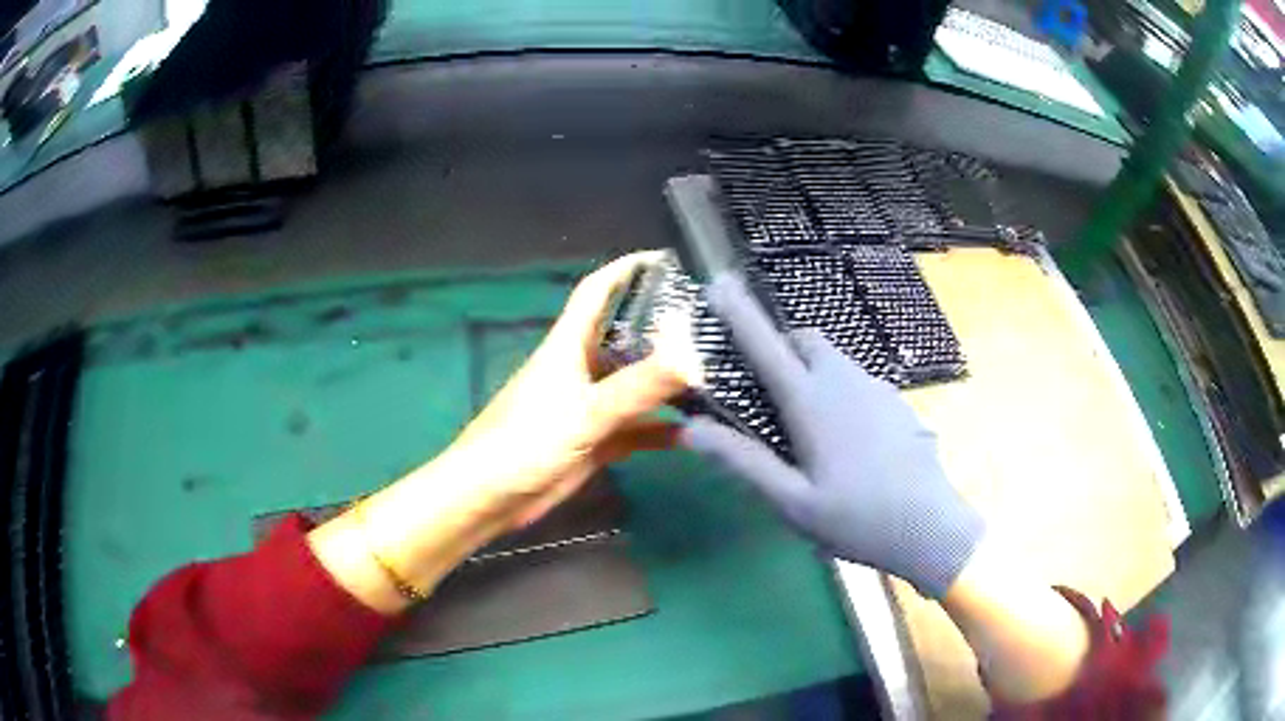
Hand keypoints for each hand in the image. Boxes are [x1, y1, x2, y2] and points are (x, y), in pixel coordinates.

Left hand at [310, 252, 690, 613]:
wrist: (491, 497)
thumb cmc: (526, 442)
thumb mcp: (586, 411)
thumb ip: (638, 386)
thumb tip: (694, 356)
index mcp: (569, 345)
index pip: (597, 292)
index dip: (625, 270)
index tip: (664, 259)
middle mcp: (581, 369)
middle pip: (627, 339)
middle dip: (664, 332)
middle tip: (711, 328)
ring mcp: (589, 407)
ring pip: (635, 387)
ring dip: (667, 385)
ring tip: (716, 379)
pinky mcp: (594, 441)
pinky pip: (635, 429)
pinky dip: (660, 430)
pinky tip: (692, 434)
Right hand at [682, 274, 983, 597]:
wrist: (931, 527)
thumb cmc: (856, 519)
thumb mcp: (792, 502)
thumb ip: (744, 461)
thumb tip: (691, 429)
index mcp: (813, 403)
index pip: (767, 346)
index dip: (739, 313)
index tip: (718, 283)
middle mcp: (845, 382)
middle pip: (806, 340)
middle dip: (781, 346)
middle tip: (767, 386)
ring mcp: (876, 389)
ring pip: (834, 359)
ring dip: (810, 369)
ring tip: (805, 421)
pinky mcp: (896, 402)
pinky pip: (857, 380)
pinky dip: (838, 388)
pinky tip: (846, 438)